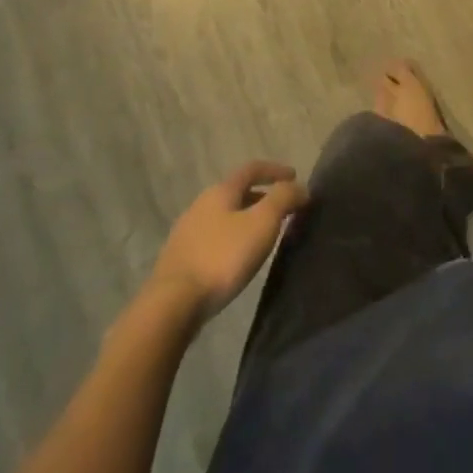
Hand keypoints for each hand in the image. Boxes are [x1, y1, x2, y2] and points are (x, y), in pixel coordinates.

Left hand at [149, 161, 308, 321]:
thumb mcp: (262, 223)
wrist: (173, 303)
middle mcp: (201, 205)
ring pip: (224, 216)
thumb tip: (300, 187)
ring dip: (247, 218)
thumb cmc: (223, 257)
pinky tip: (238, 258)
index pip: (251, 169)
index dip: (275, 170)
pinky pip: (214, 237)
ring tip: (264, 235)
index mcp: (220, 191)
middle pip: (236, 192)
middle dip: (262, 196)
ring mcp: (187, 232)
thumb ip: (283, 199)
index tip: (295, 177)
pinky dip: (233, 238)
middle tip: (283, 210)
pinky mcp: (181, 258)